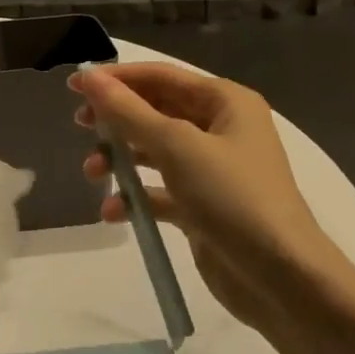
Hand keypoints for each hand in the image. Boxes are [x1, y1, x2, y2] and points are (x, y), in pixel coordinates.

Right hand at [69, 63, 354, 338]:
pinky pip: (159, 190)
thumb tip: (89, 77)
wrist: (281, 277)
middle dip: (116, 121)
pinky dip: (135, 197)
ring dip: (120, 159)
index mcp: (225, 101)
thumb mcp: (176, 147)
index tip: (73, 85)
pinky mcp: (201, 205)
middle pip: (154, 111)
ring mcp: (211, 169)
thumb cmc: (232, 197)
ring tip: (93, 173)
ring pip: (152, 151)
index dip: (116, 78)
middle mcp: (220, 129)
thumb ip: (128, 112)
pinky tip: (115, 211)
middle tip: (80, 127)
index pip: (160, 77)